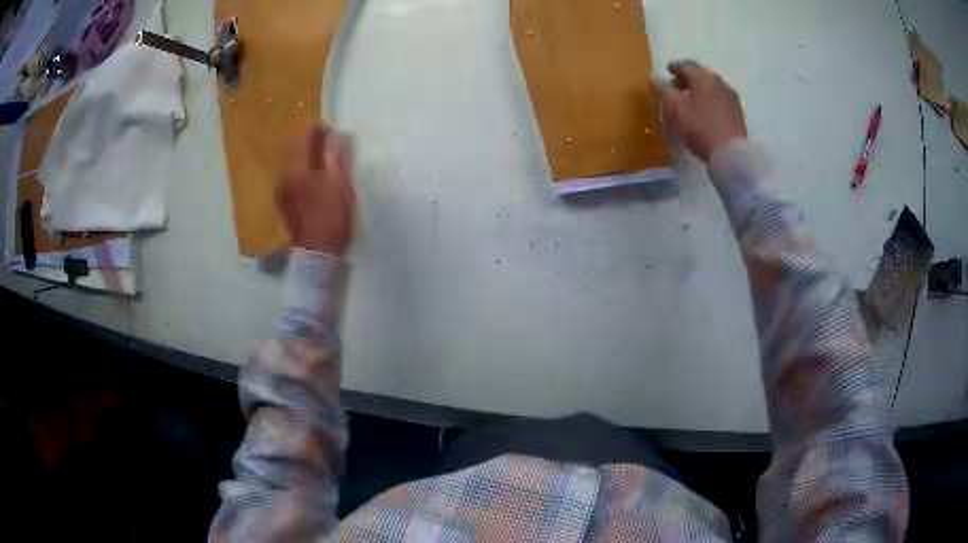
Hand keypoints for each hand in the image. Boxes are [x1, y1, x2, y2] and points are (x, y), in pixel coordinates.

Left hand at [276, 122, 356, 255]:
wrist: (316, 254)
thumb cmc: (333, 220)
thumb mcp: (341, 187)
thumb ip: (336, 158)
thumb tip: (335, 135)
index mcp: (301, 169)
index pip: (307, 137)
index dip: (318, 129)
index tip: (330, 128)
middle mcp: (286, 174)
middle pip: (296, 147)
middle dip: (311, 142)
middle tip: (327, 143)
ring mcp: (281, 188)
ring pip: (292, 162)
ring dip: (305, 157)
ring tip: (321, 163)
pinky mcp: (280, 199)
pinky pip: (290, 176)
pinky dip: (300, 171)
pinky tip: (311, 181)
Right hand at [653, 61, 747, 162]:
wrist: (731, 153)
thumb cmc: (700, 127)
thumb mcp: (677, 109)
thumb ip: (664, 91)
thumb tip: (654, 79)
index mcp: (704, 78)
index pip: (686, 65)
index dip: (675, 67)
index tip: (667, 70)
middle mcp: (720, 82)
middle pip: (701, 74)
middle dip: (687, 78)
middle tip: (676, 86)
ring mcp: (731, 97)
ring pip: (711, 86)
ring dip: (699, 89)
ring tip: (690, 100)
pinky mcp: (737, 111)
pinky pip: (719, 98)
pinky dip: (709, 98)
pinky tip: (705, 110)